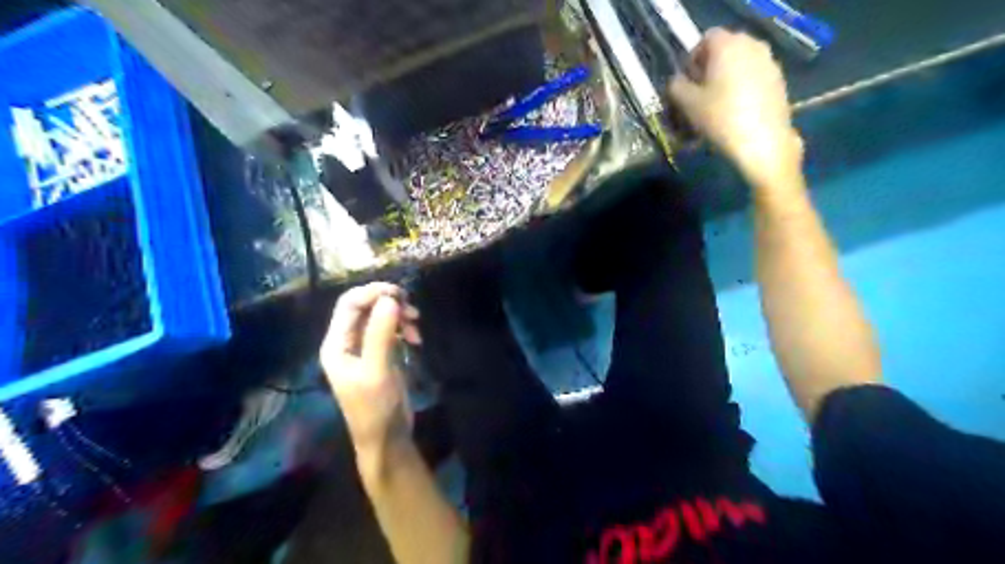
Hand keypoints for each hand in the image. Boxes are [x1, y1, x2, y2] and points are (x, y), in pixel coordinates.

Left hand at [325, 281, 419, 456]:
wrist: (387, 438)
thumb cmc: (376, 407)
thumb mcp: (378, 370)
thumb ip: (381, 333)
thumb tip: (389, 299)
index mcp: (336, 344)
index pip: (349, 304)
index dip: (373, 292)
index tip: (401, 294)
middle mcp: (347, 342)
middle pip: (364, 306)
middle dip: (388, 302)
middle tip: (412, 309)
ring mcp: (364, 348)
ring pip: (379, 316)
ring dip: (399, 315)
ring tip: (416, 326)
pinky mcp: (380, 354)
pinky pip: (390, 329)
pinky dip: (403, 328)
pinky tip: (416, 339)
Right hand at [670, 28, 806, 183]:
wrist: (762, 142)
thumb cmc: (720, 118)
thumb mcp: (687, 104)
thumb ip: (676, 87)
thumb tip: (677, 82)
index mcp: (727, 45)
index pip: (705, 39)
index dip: (692, 59)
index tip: (685, 83)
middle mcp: (751, 46)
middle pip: (724, 51)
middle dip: (709, 70)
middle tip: (698, 95)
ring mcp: (769, 62)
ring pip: (739, 65)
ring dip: (725, 80)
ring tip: (715, 107)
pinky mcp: (779, 81)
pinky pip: (753, 78)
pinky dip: (741, 89)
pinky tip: (734, 113)